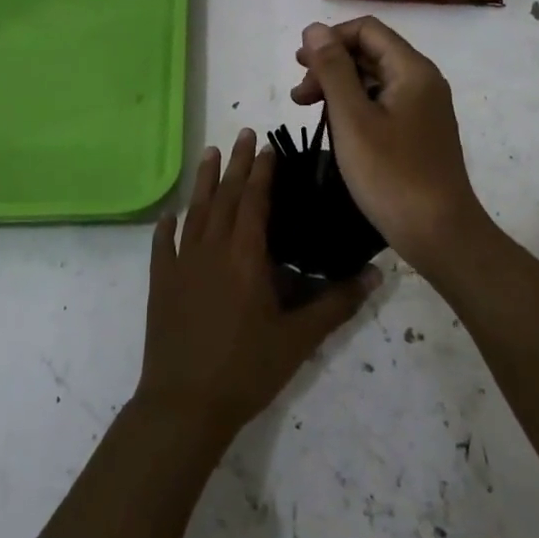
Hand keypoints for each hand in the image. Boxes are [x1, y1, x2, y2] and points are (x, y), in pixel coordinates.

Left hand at [135, 128, 378, 442]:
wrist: (184, 404)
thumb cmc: (246, 369)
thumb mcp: (298, 339)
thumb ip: (336, 303)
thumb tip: (376, 275)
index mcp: (245, 255)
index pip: (254, 200)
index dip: (262, 172)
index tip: (268, 146)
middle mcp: (211, 248)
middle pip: (224, 195)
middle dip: (235, 163)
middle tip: (243, 133)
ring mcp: (182, 264)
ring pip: (195, 211)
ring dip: (203, 181)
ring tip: (209, 152)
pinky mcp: (162, 283)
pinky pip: (164, 246)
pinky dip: (168, 227)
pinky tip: (170, 215)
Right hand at [292, 18, 492, 274]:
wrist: (439, 233)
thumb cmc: (391, 174)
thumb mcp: (352, 118)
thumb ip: (332, 69)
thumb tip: (315, 28)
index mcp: (412, 69)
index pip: (367, 30)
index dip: (330, 39)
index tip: (299, 65)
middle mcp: (423, 81)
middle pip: (370, 52)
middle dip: (330, 64)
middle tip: (298, 94)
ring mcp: (424, 108)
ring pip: (374, 79)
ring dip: (339, 87)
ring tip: (308, 109)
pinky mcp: (419, 132)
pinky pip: (383, 103)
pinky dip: (355, 107)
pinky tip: (336, 127)